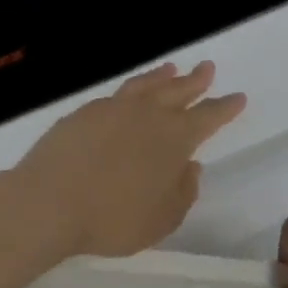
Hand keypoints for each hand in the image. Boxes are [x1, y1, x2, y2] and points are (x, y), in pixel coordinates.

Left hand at [15, 62, 246, 257]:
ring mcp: (112, 110)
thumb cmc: (112, 218)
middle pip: (178, 91)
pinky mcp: (83, 113)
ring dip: (162, 77)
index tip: (238, 97)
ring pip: (145, 86)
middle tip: (207, 68)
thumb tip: (191, 167)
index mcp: (174, 139)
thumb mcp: (162, 219)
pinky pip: (116, 95)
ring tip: (171, 69)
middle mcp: (147, 116)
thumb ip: (183, 192)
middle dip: (196, 81)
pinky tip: (128, 96)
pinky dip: (131, 89)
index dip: (225, 108)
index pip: (208, 117)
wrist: (48, 203)